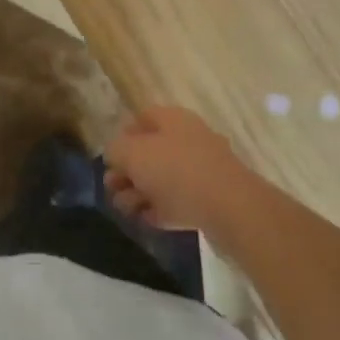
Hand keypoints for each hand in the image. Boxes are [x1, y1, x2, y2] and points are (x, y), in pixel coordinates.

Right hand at [105, 105, 261, 238]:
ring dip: (140, 193)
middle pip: (149, 151)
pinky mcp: (209, 198)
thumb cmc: (176, 171)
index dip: (122, 137)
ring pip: (162, 178)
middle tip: (113, 190)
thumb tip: (115, 155)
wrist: (230, 208)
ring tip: (127, 210)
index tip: (109, 161)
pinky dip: (161, 209)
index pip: (141, 119)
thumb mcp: (133, 154)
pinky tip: (147, 221)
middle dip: (127, 172)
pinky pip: (178, 200)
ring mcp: (201, 169)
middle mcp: (187, 138)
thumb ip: (116, 150)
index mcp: (172, 119)